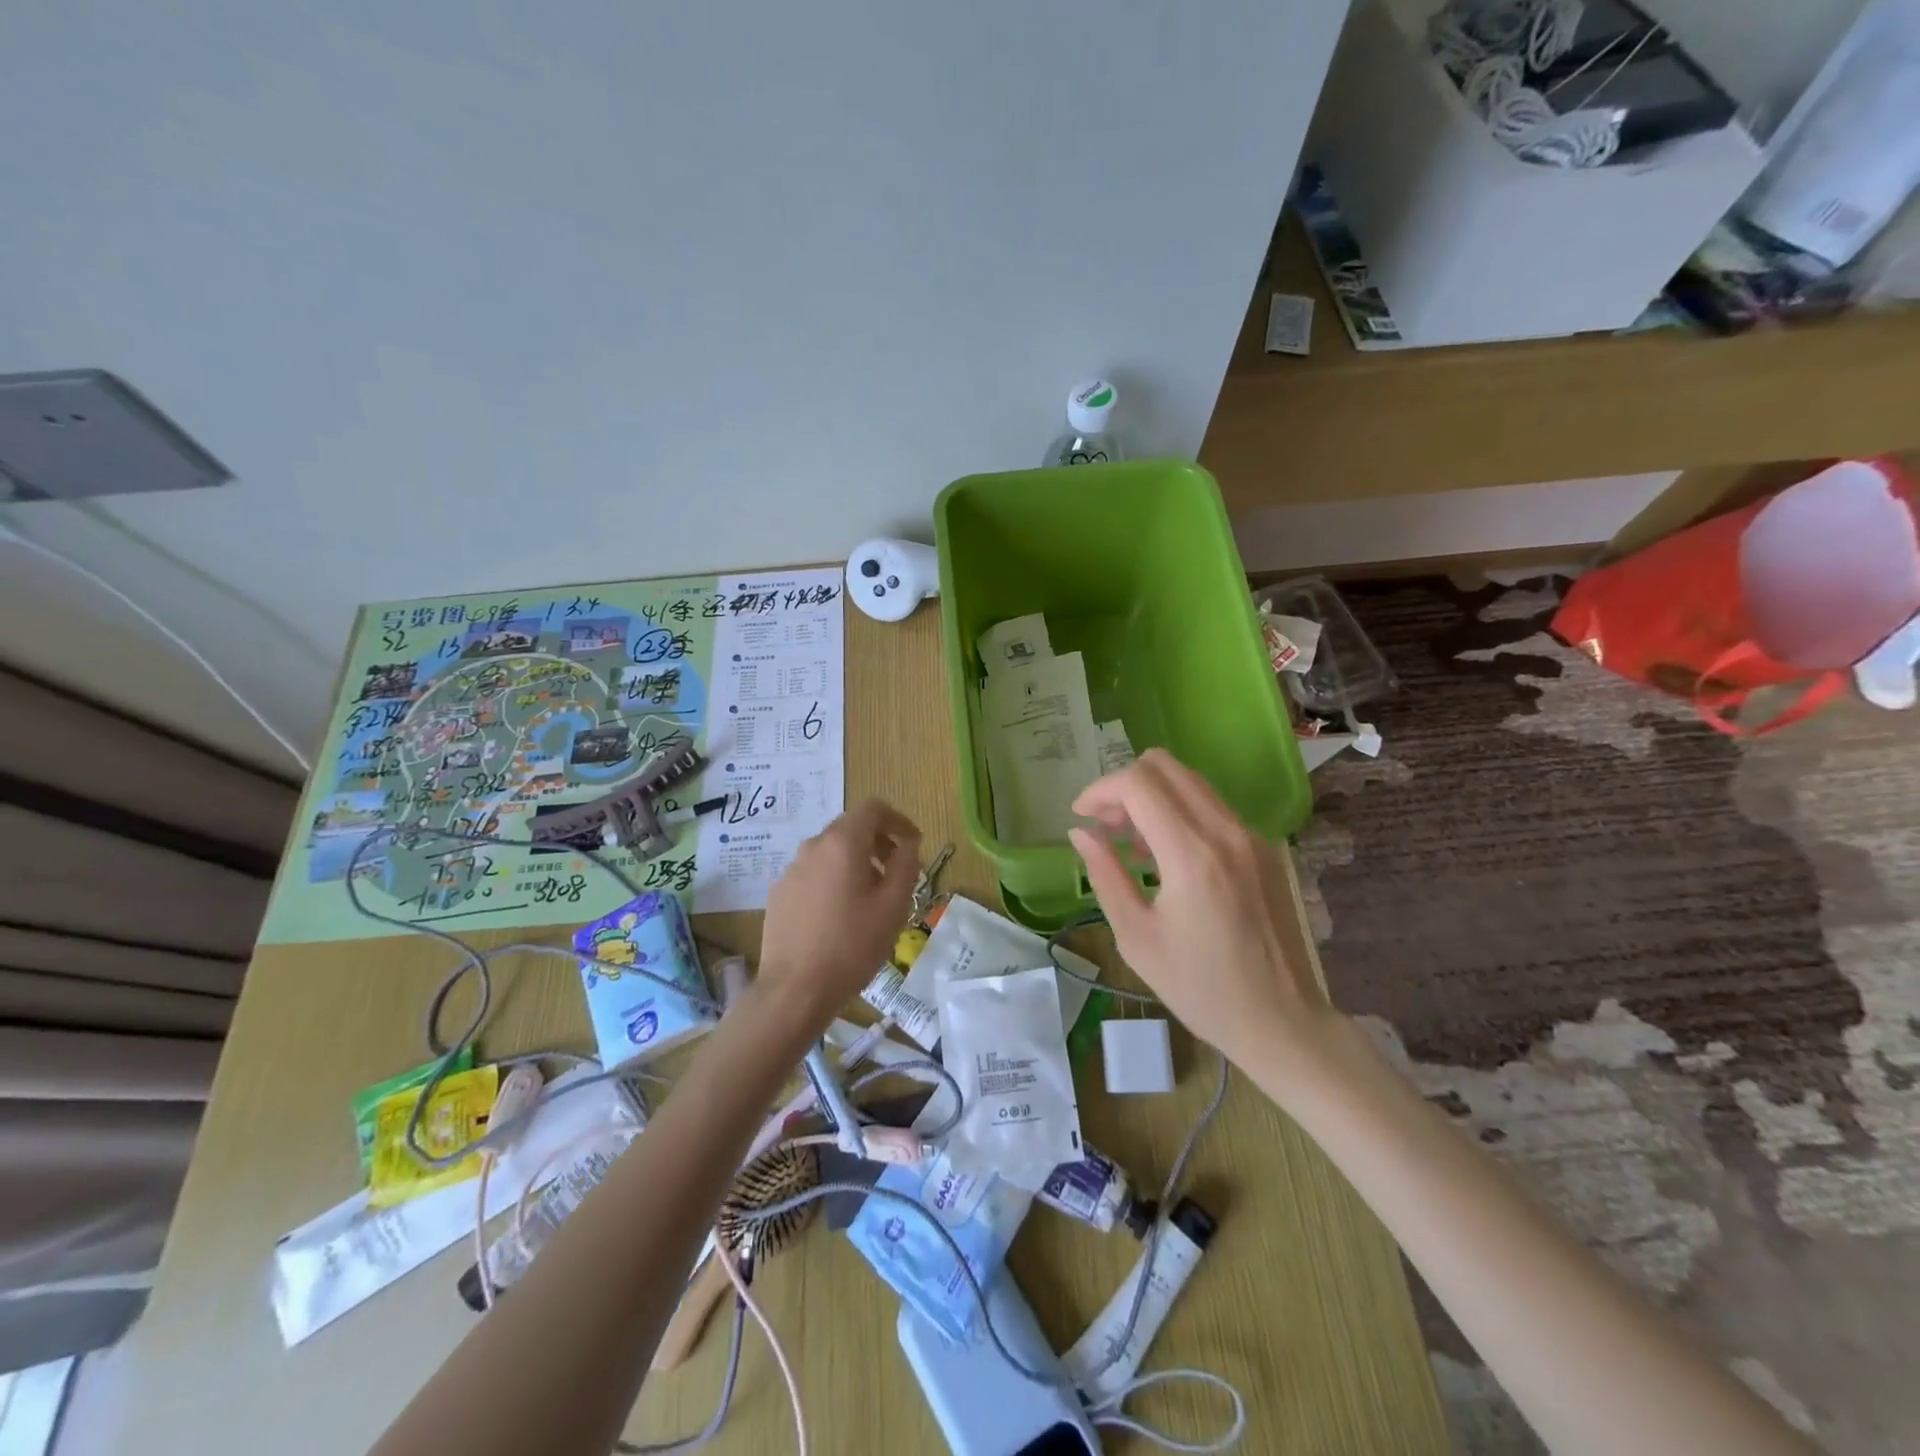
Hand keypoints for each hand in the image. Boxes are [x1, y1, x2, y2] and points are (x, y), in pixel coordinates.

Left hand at [757, 798, 920, 1030]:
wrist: (794, 990)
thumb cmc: (852, 945)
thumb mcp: (893, 905)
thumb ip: (905, 864)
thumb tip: (908, 843)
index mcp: (842, 843)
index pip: (873, 809)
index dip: (898, 820)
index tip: (913, 843)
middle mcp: (812, 847)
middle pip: (850, 828)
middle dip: (878, 842)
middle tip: (896, 872)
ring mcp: (791, 870)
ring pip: (830, 852)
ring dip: (855, 862)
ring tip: (870, 898)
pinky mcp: (779, 893)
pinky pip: (813, 873)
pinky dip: (833, 879)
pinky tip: (840, 915)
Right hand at [1069, 749, 1329, 1071]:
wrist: (1282, 1022)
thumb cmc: (1201, 989)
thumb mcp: (1137, 937)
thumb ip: (1105, 875)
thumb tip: (1081, 833)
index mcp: (1192, 855)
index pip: (1138, 784)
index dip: (1100, 789)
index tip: (1081, 817)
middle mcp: (1226, 832)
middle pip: (1166, 766)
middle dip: (1125, 786)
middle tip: (1106, 826)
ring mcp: (1251, 836)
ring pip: (1190, 782)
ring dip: (1152, 797)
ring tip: (1132, 846)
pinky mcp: (1264, 848)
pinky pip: (1212, 807)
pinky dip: (1179, 813)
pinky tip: (1167, 858)